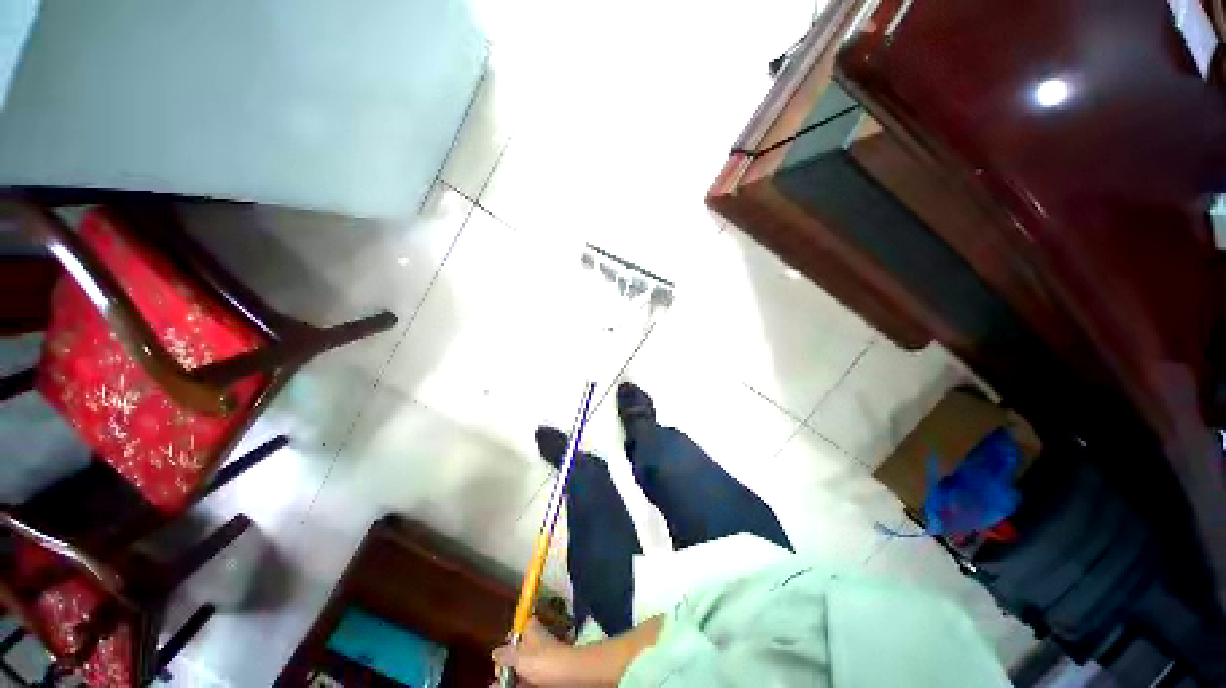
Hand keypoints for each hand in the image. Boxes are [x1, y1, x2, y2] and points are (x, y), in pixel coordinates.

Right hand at [490, 618, 579, 687]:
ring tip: (497, 685)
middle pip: (518, 652)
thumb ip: (506, 654)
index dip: (508, 642)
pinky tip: (511, 687)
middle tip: (497, 676)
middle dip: (506, 665)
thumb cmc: (543, 660)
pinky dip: (520, 683)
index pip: (518, 630)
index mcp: (531, 629)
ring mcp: (541, 658)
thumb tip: (495, 652)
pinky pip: (529, 678)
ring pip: (522, 667)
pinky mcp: (546, 673)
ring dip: (511, 677)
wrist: (568, 675)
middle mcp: (536, 642)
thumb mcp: (520, 657)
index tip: (499, 656)